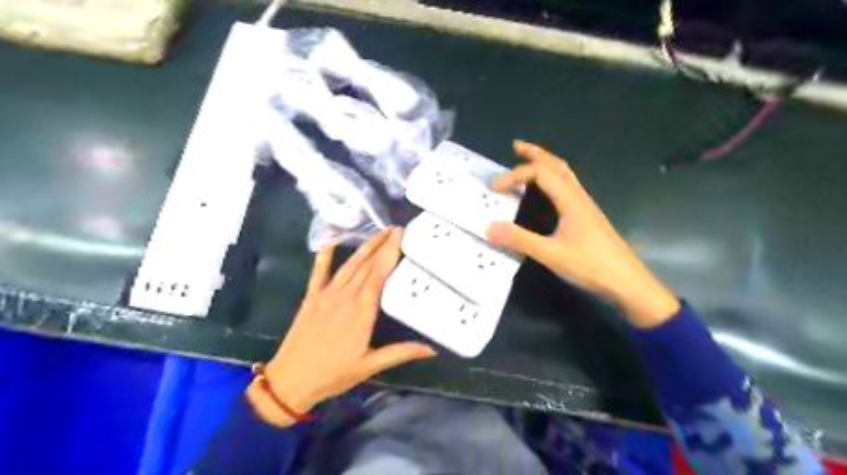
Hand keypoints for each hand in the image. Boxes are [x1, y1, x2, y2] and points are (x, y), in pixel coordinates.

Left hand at [243, 226, 431, 426]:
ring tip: (379, 231)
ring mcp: (326, 294)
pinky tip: (330, 237)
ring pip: (350, 264)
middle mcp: (345, 296)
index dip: (390, 252)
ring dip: (365, 246)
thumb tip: (432, 349)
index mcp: (361, 311)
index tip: (402, 235)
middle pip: (367, 264)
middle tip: (397, 228)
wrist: (290, 381)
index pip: (379, 274)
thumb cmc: (333, 374)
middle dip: (382, 244)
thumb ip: (402, 352)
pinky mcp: (312, 297)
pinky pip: (319, 271)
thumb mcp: (370, 366)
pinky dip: (324, 253)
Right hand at [487, 140, 678, 326]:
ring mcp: (585, 206)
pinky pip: (567, 188)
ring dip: (545, 164)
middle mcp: (579, 197)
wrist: (627, 283)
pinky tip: (548, 191)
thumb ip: (519, 240)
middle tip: (516, 146)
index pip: (540, 173)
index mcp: (570, 200)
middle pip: (557, 165)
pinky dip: (553, 179)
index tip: (494, 188)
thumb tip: (488, 227)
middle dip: (536, 153)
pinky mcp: (587, 217)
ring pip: (565, 175)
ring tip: (529, 161)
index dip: (515, 175)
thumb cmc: (591, 266)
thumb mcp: (551, 254)